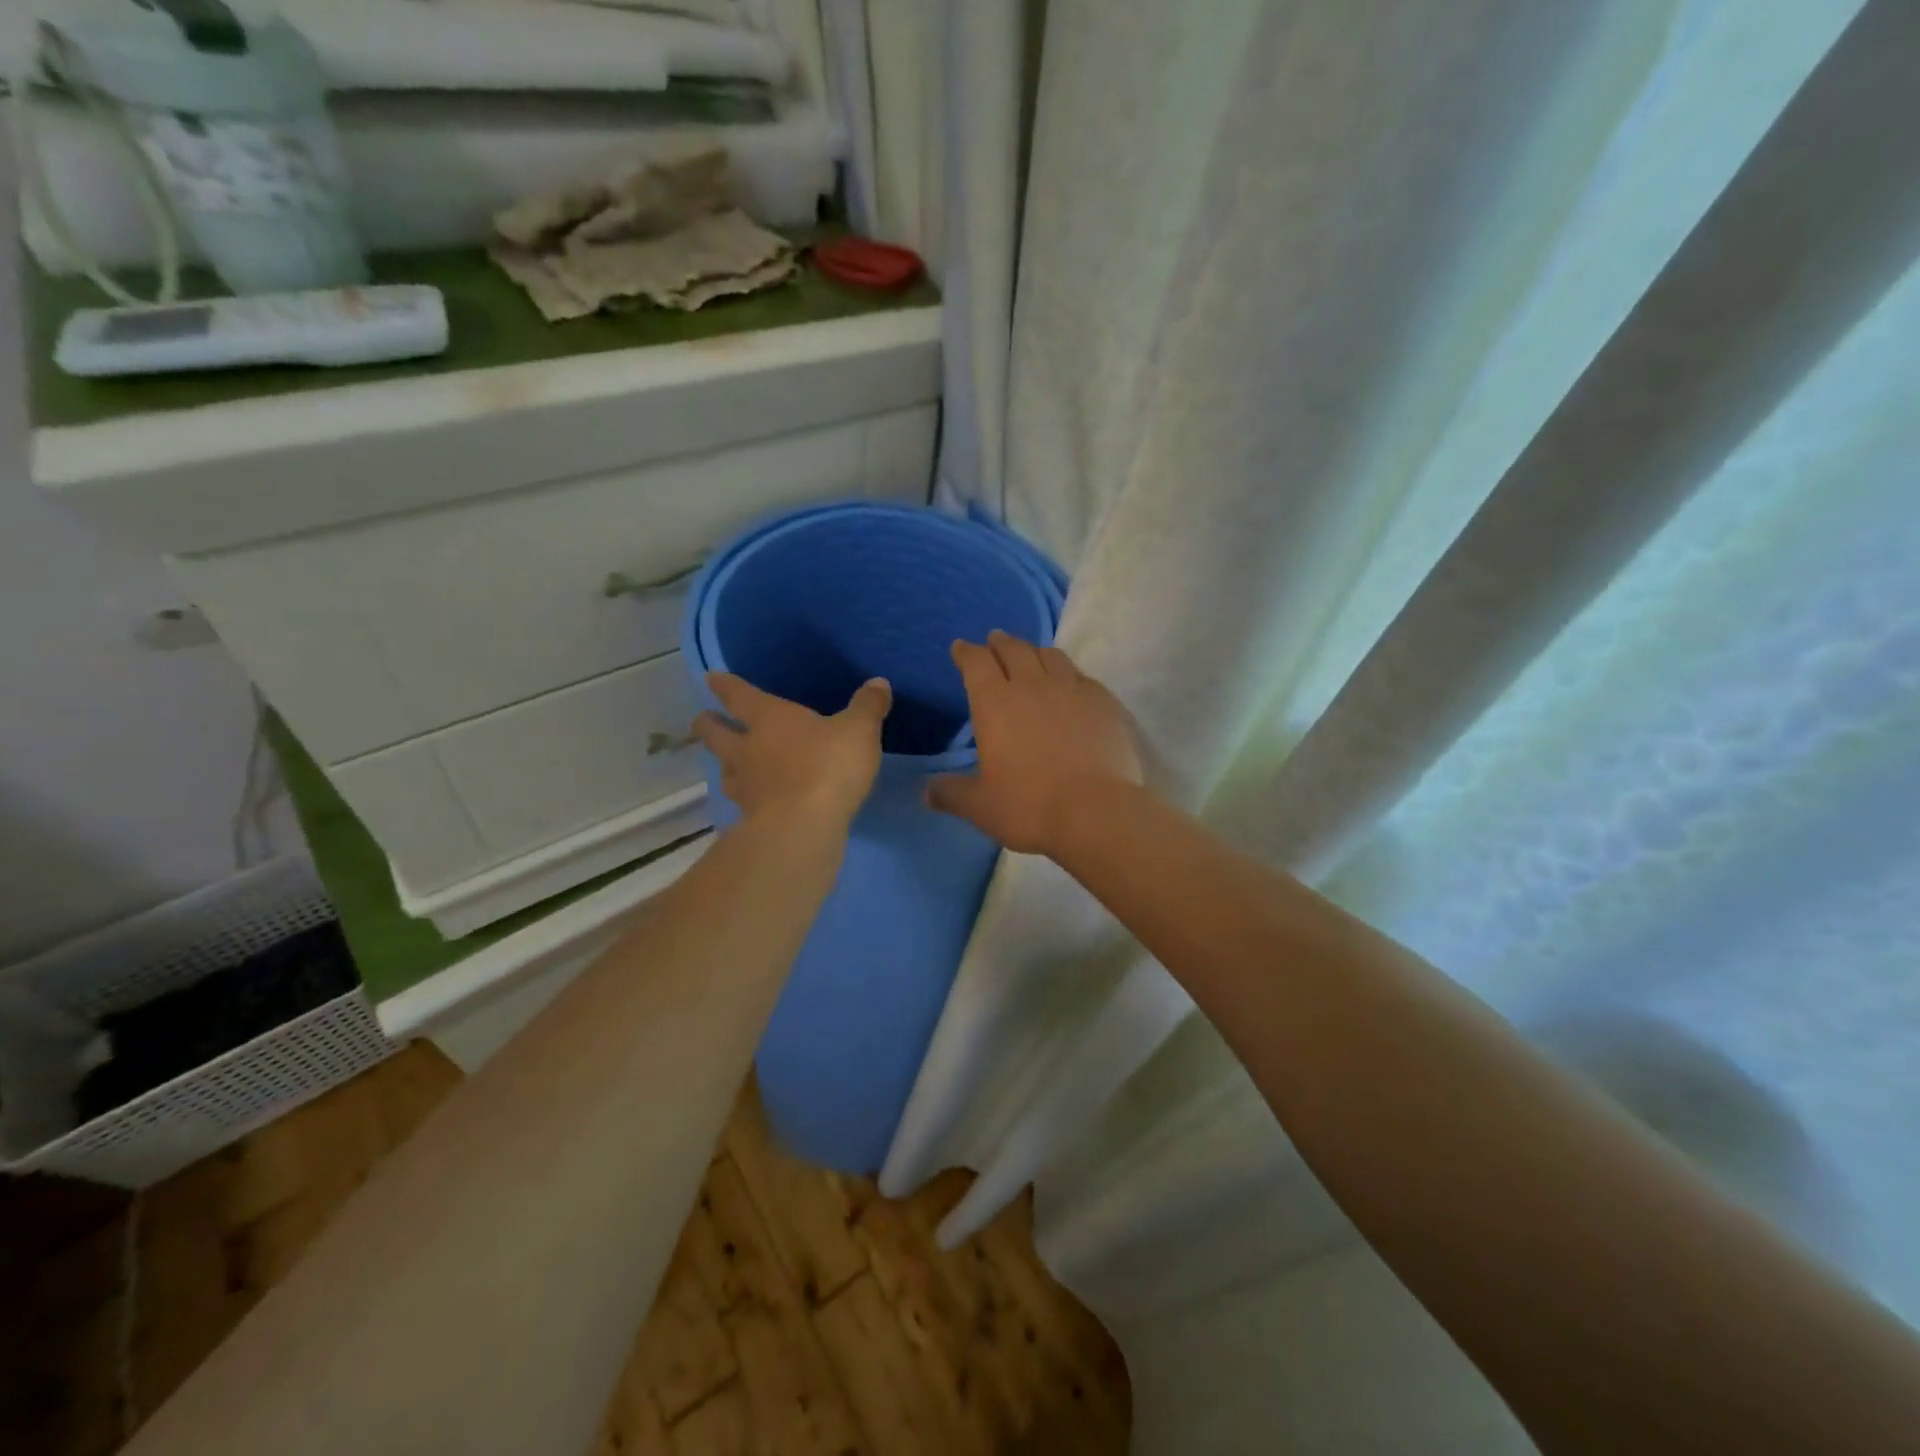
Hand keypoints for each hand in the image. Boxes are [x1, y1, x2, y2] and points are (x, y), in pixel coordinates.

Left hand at [693, 674, 890, 830]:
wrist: (804, 826)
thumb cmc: (829, 765)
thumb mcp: (859, 730)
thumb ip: (868, 707)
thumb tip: (878, 682)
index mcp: (769, 718)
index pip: (739, 695)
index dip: (725, 685)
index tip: (711, 679)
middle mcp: (748, 748)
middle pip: (718, 734)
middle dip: (708, 725)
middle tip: (701, 721)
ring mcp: (746, 786)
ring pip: (725, 769)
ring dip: (723, 764)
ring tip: (727, 764)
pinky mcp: (751, 818)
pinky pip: (742, 802)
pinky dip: (744, 798)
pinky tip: (753, 802)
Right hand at [928, 631, 1143, 854]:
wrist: (1096, 811)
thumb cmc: (1029, 806)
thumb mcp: (980, 806)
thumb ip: (951, 793)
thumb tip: (927, 791)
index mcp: (995, 702)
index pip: (976, 662)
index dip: (966, 652)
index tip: (960, 647)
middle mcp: (1032, 685)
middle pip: (1014, 649)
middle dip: (1000, 643)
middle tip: (994, 640)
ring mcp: (1072, 689)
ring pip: (1050, 656)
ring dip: (1035, 651)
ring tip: (1031, 655)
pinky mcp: (1103, 702)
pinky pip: (1081, 676)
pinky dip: (1069, 674)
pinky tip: (1071, 684)